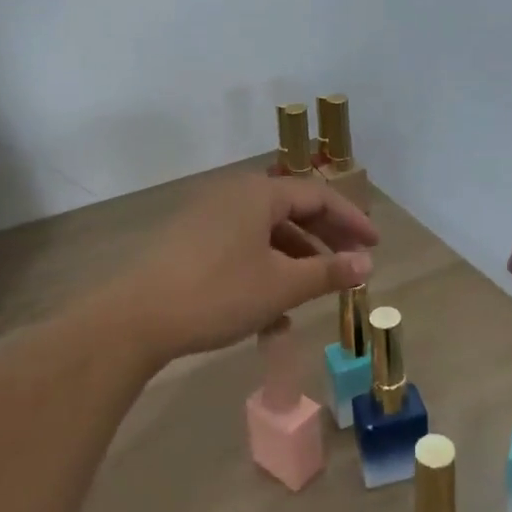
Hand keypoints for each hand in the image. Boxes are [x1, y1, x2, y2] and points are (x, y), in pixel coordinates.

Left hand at [105, 173, 377, 366]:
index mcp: (258, 193)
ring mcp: (208, 216)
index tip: (375, 246)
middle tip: (352, 266)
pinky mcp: (190, 240)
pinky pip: (241, 245)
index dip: (351, 221)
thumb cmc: (217, 294)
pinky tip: (273, 306)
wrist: (135, 319)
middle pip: (292, 210)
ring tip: (315, 292)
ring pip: (266, 231)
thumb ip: (327, 272)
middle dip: (325, 240)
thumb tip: (366, 264)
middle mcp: (234, 194)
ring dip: (295, 258)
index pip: (318, 196)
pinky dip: (265, 267)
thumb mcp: (281, 286)